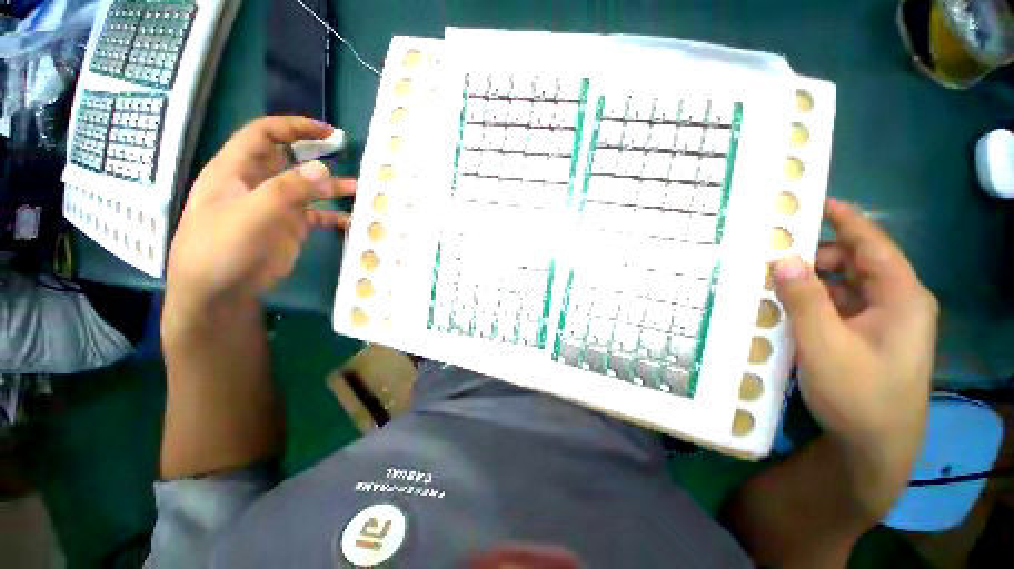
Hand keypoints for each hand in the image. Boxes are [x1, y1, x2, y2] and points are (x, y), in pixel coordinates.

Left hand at [166, 116, 355, 311]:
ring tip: (360, 190)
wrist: (219, 292)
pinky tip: (352, 221)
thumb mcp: (253, 213)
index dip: (294, 127)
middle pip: (290, 159)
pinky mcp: (289, 228)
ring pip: (307, 188)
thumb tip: (323, 168)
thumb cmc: (223, 247)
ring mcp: (275, 207)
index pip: (264, 134)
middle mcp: (258, 183)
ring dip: (332, 187)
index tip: (327, 131)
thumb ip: (288, 188)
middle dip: (317, 154)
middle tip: (348, 155)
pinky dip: (334, 216)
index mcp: (237, 169)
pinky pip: (317, 215)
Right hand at [773, 199, 937, 517]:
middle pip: (856, 263)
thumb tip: (783, 259)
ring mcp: (883, 321)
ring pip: (845, 286)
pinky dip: (814, 300)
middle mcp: (897, 303)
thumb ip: (805, 300)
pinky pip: (840, 306)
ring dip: (812, 280)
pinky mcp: (868, 336)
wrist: (875, 448)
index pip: (872, 244)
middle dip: (817, 255)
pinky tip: (789, 306)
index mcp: (902, 298)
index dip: (845, 219)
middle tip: (774, 253)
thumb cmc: (859, 396)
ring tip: (774, 280)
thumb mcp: (825, 346)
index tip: (814, 200)